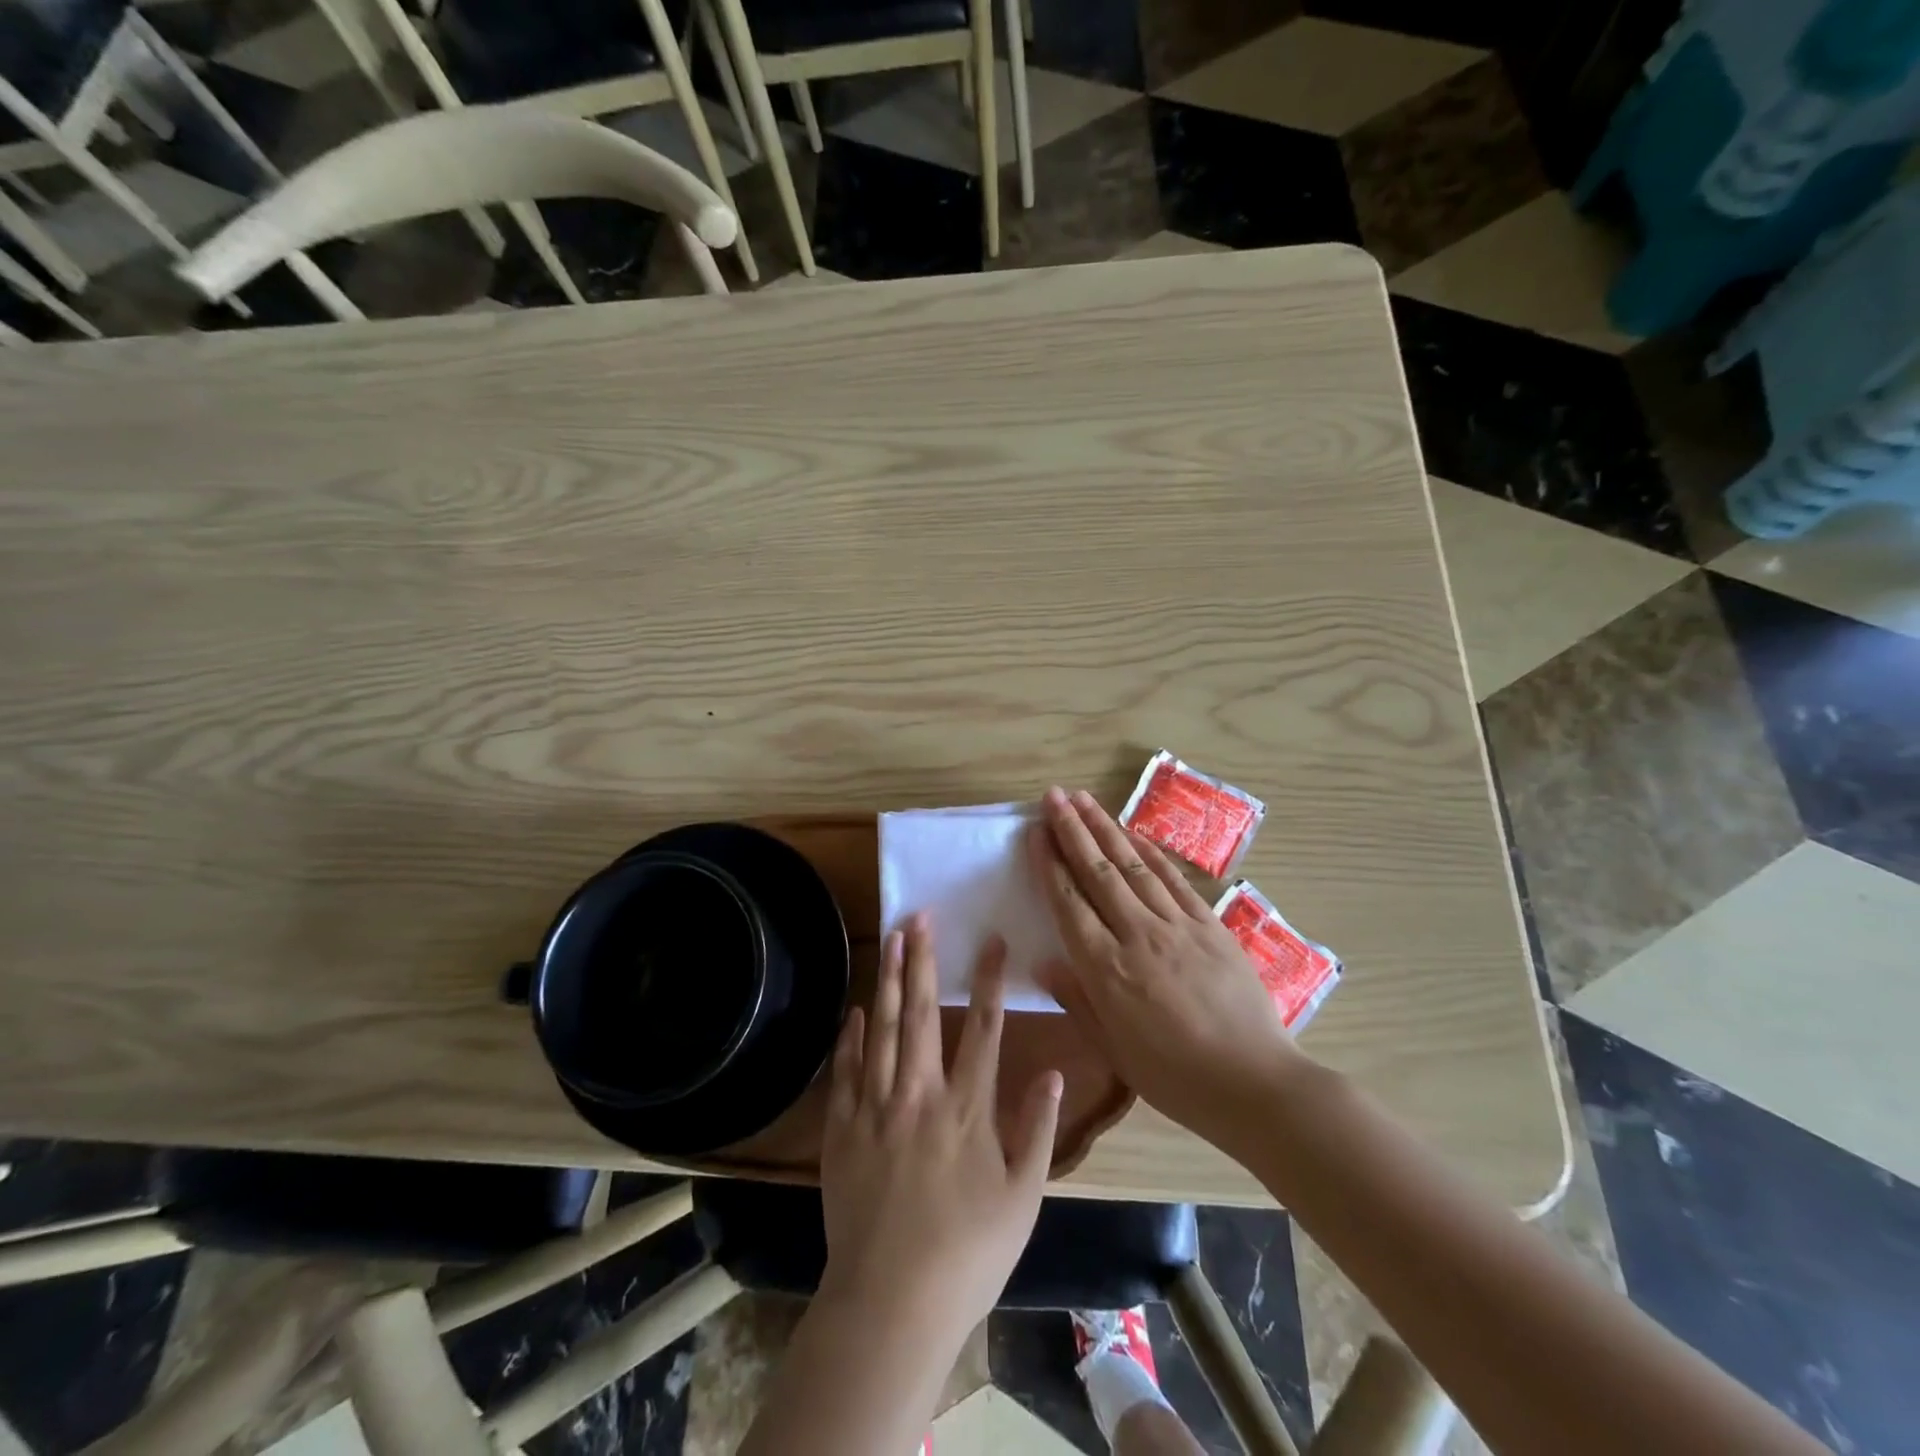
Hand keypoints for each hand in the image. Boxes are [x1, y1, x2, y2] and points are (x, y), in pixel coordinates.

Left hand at [819, 914, 1061, 1340]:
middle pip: (924, 1014)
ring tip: (891, 940)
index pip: (984, 1028)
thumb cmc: (967, 1252)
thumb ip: (1038, 1128)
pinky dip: (851, 1037)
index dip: (988, 979)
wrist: (891, 1303)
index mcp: (967, 1108)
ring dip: (890, 981)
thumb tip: (1055, 1070)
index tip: (991, 940)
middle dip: (924, 960)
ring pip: (884, 1030)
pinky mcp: (843, 1130)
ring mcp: (876, 1109)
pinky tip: (856, 1010)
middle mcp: (920, 1094)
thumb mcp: (1022, 1197)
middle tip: (919, 917)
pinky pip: (846, 1071)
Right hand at [1031, 786, 1304, 1145]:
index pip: (1069, 902)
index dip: (1049, 863)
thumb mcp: (1114, 1051)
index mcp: (1107, 969)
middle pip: (1097, 872)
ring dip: (1106, 829)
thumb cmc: (1175, 1077)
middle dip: (1072, 830)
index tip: (1036, 832)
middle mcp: (1137, 935)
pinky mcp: (1209, 925)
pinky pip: (1173, 879)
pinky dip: (1149, 852)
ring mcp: (1177, 925)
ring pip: (1132, 866)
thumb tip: (1043, 962)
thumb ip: (1077, 1000)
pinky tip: (1133, 834)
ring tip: (1084, 800)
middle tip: (1053, 796)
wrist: (1255, 1083)